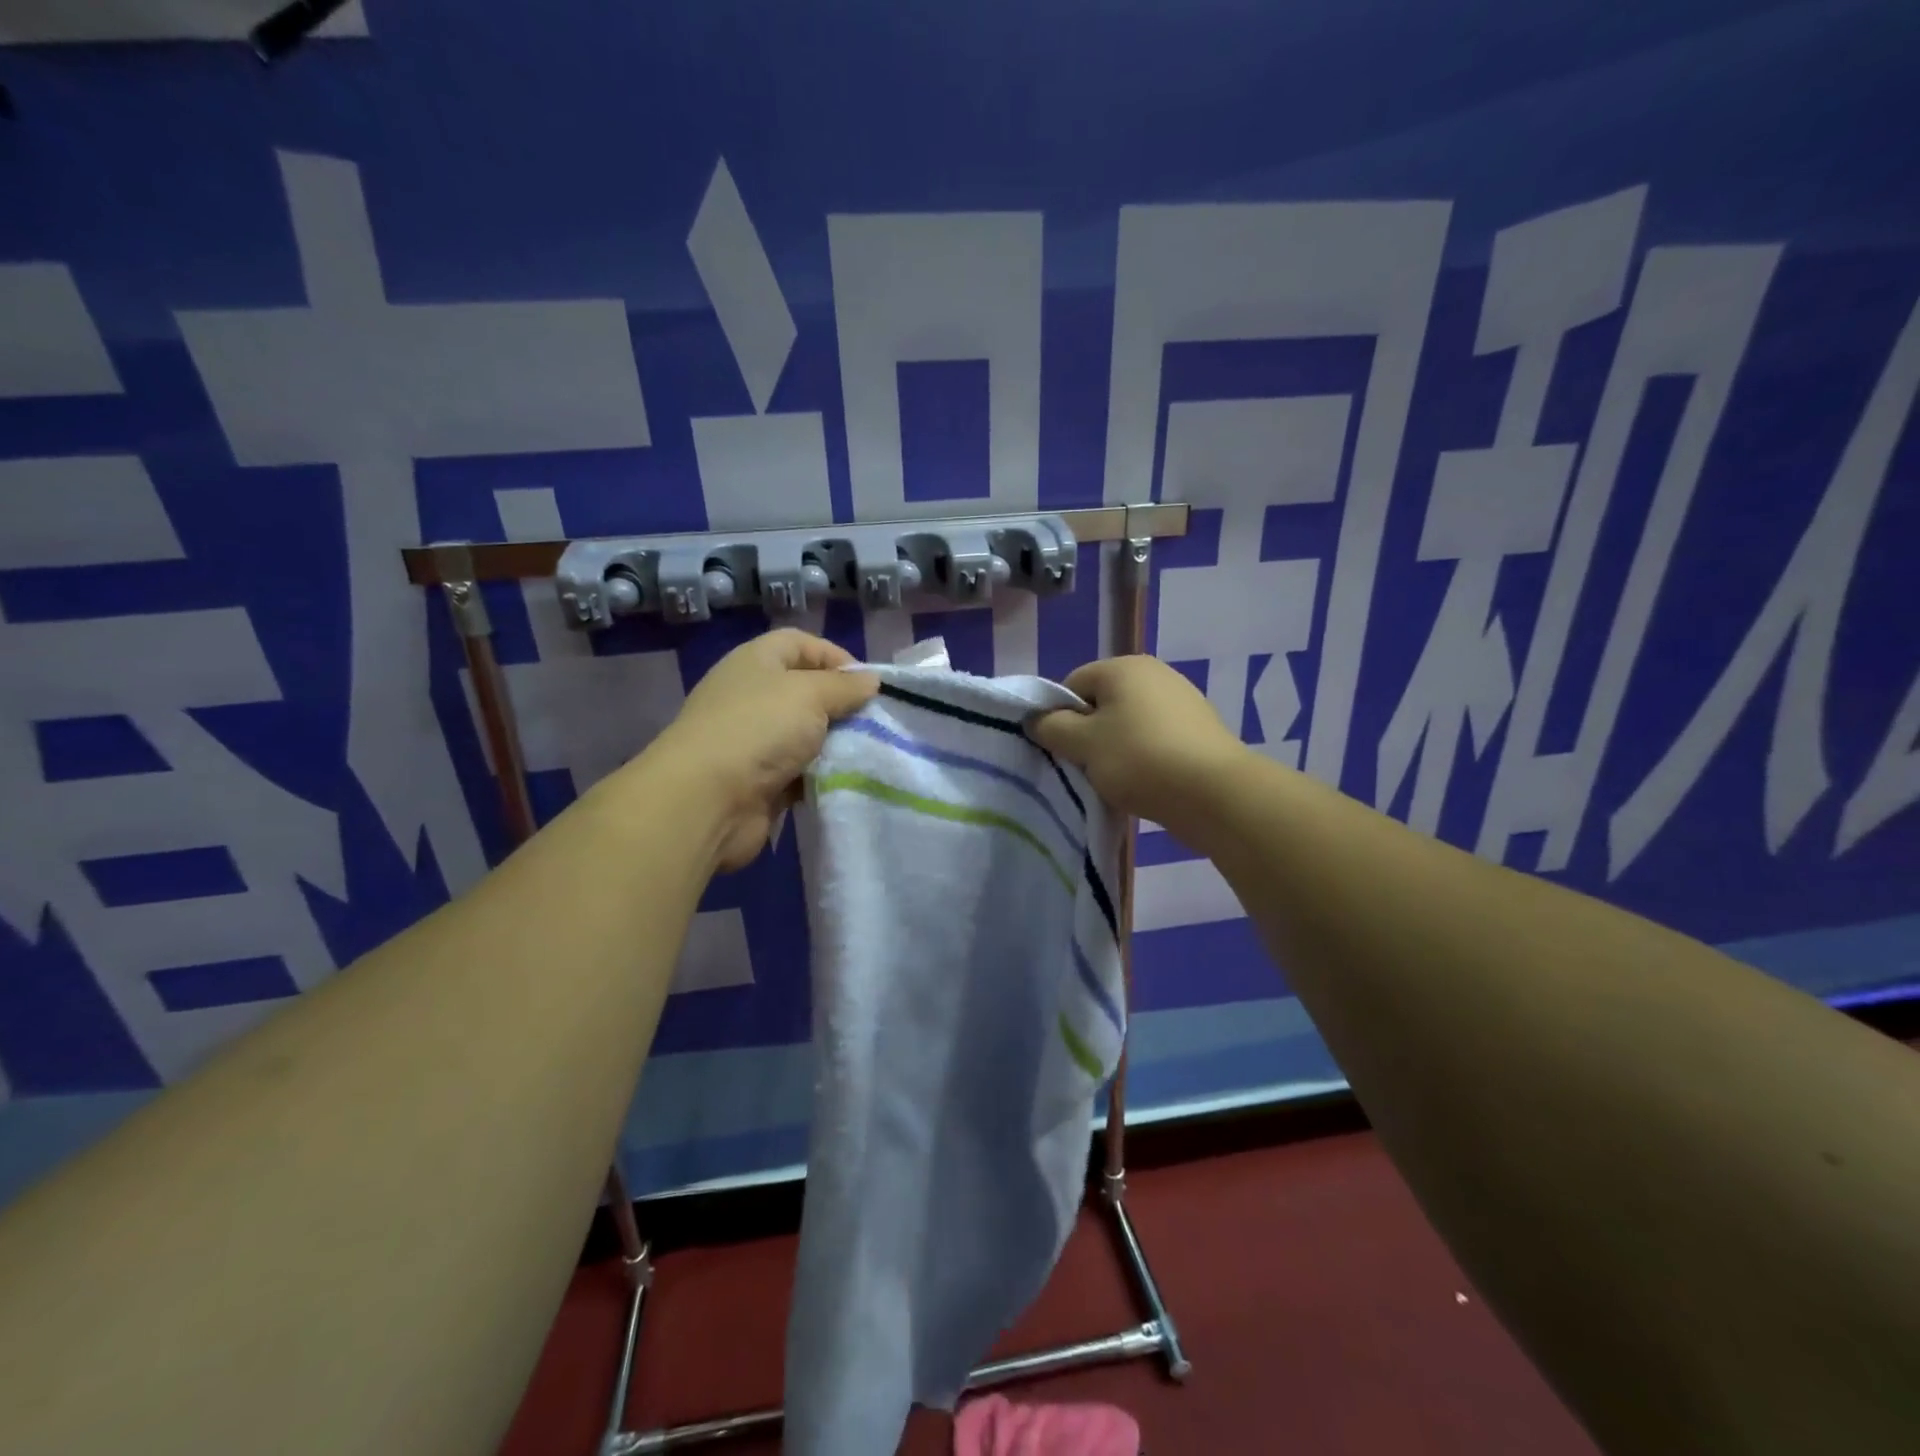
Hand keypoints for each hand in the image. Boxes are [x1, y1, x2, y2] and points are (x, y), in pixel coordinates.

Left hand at [641, 629, 877, 871]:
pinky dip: (820, 775)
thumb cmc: (759, 729)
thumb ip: (845, 686)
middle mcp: (752, 696)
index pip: (800, 644)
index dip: (835, 656)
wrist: (708, 800)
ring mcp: (753, 740)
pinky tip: (845, 780)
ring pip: (806, 735)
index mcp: (756, 662)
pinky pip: (800, 772)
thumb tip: (871, 681)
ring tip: (867, 752)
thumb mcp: (810, 694)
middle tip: (874, 721)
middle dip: (841, 705)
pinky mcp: (759, 781)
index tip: (868, 684)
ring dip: (834, 744)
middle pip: (806, 691)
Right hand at [1028, 655, 1246, 839]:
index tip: (1065, 751)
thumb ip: (1052, 728)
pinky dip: (1146, 756)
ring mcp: (1182, 699)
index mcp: (1123, 667)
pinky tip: (1148, 781)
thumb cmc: (1139, 760)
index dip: (1061, 718)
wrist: (1214, 793)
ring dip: (1117, 748)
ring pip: (1129, 723)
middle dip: (1090, 734)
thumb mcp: (1083, 745)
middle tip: (1088, 767)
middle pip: (1102, 703)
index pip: (1073, 685)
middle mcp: (1155, 673)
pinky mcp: (1200, 728)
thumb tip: (1036, 718)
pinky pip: (1156, 738)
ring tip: (1119, 779)